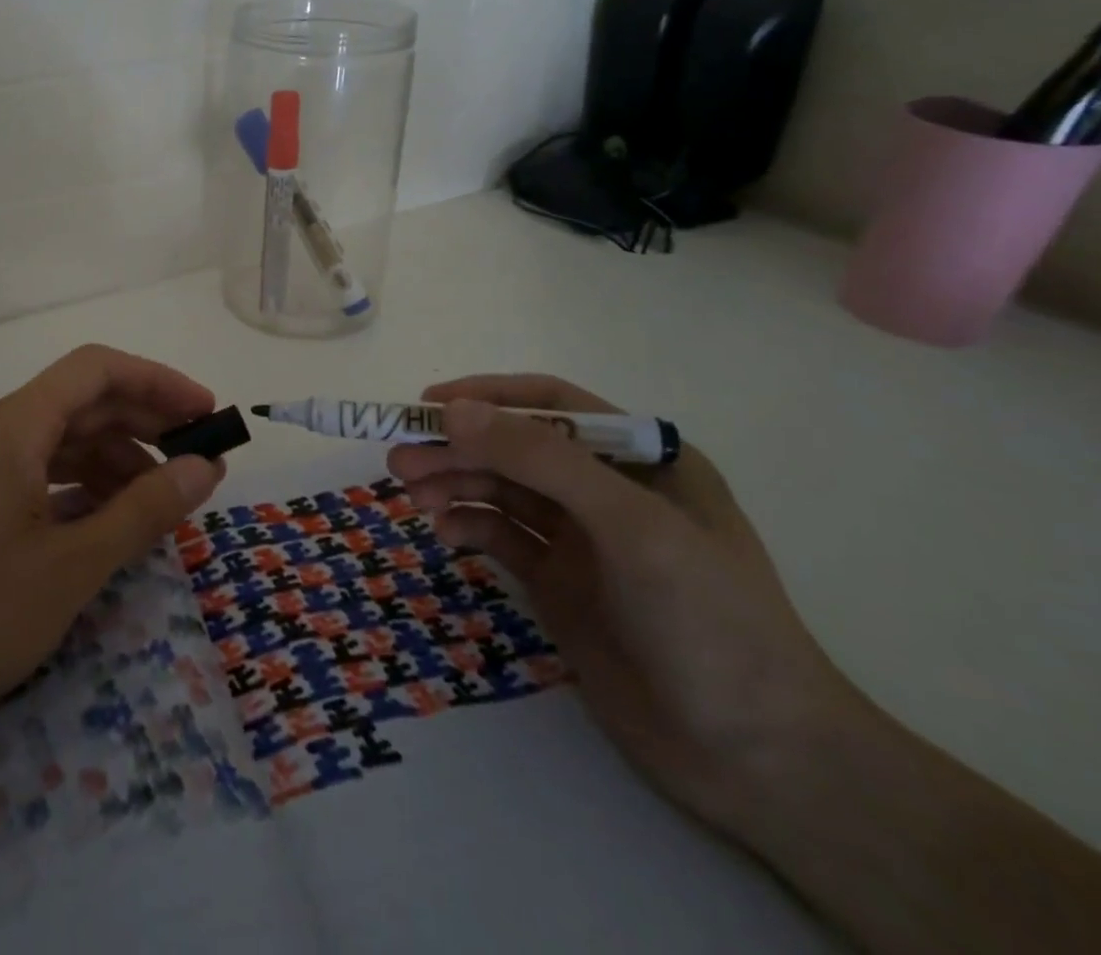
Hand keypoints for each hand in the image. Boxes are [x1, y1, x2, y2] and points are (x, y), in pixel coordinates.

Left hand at [0, 345, 227, 755]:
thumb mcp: (73, 565)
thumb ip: (145, 510)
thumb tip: (206, 467)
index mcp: (15, 425)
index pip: (96, 369)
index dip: (157, 381)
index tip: (205, 415)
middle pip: (83, 401)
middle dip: (146, 422)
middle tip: (198, 461)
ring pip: (66, 439)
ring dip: (119, 459)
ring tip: (161, 501)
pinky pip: (45, 473)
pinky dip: (87, 487)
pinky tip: (111, 522)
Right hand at [388, 374, 857, 836]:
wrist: (759, 760)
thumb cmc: (709, 619)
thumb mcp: (630, 525)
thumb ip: (541, 461)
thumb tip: (454, 410)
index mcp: (642, 458)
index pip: (552, 405)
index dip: (488, 397)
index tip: (427, 404)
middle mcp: (608, 490)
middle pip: (515, 450)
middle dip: (458, 449)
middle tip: (399, 460)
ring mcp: (582, 539)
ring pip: (501, 491)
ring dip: (454, 485)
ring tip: (412, 496)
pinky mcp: (559, 584)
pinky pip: (502, 537)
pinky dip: (469, 528)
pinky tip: (446, 536)